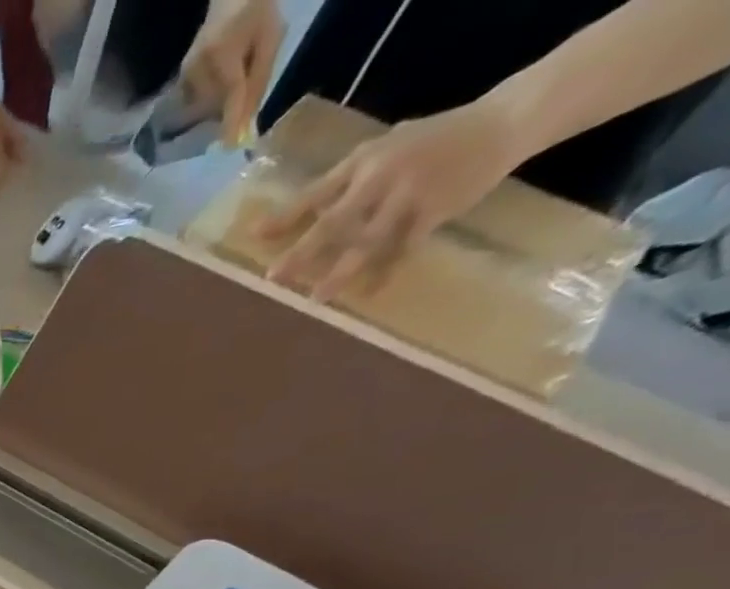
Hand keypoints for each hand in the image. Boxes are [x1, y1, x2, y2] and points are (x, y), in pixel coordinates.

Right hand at [179, 0, 283, 144]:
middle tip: (243, 87)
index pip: (230, 94)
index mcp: (223, 53)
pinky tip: (218, 83)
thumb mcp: (270, 40)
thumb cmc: (256, 12)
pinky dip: (209, 100)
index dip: (232, 121)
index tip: (232, 148)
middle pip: (216, 104)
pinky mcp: (180, 80)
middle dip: (231, 105)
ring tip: (232, 76)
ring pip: (206, 105)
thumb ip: (258, 83)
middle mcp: (198, 67)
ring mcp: (185, 74)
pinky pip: (196, 102)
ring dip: (220, 102)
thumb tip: (248, 125)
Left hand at [259, 102, 525, 299]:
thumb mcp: (386, 150)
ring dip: (340, 271)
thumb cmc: (432, 142)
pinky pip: (405, 248)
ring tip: (316, 298)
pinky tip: (371, 293)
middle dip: (303, 251)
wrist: (504, 121)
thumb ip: (346, 182)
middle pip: (335, 220)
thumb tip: (301, 215)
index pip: (315, 192)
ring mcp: (410, 193)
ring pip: (367, 240)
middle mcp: (383, 175)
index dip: (285, 215)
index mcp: (364, 160)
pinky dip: (388, 271)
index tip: (254, 235)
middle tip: (274, 277)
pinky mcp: (436, 208)